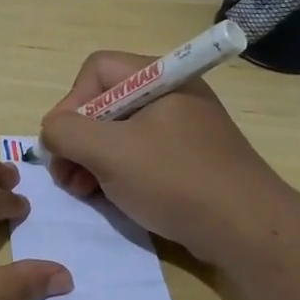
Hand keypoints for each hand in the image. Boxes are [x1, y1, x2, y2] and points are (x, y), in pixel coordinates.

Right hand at [38, 51, 297, 263]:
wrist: (247, 229)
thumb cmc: (175, 180)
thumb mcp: (110, 152)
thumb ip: (67, 132)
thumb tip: (52, 130)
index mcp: (160, 78)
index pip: (96, 70)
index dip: (71, 103)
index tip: (63, 144)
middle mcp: (172, 95)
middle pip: (105, 102)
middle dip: (78, 138)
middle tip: (67, 176)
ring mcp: (182, 128)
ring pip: (119, 132)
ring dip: (92, 159)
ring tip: (83, 191)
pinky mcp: (188, 159)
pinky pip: (140, 154)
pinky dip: (117, 172)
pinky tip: (110, 197)